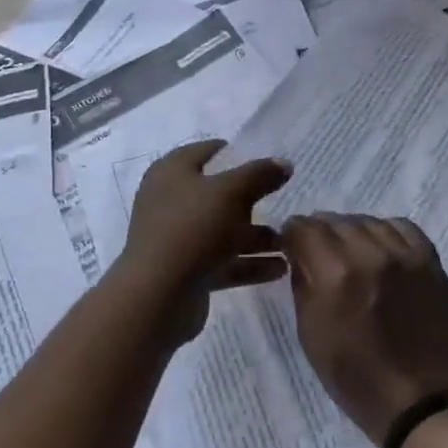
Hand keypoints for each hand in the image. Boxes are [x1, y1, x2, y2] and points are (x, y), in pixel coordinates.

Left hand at [116, 140, 291, 341]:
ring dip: (256, 237)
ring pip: (223, 230)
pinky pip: (223, 261)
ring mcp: (177, 237)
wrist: (157, 296)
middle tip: (285, 202)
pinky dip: (249, 263)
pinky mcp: (186, 270)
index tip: (269, 163)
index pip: (208, 151)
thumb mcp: (230, 192)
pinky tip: (279, 269)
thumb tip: (283, 163)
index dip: (238, 153)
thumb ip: (259, 174)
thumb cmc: (192, 229)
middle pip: (218, 193)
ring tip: (290, 244)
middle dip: (253, 200)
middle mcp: (171, 201)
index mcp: (172, 172)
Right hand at [281, 214, 447, 445]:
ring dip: (352, 232)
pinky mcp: (430, 260)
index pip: (304, 227)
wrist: (424, 400)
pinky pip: (401, 227)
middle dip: (320, 234)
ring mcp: (404, 254)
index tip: (292, 247)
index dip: (292, 235)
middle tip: (320, 256)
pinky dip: (385, 233)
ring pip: (367, 221)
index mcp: (335, 274)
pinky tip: (381, 252)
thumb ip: (303, 285)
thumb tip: (300, 256)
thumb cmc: (357, 378)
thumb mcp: (311, 335)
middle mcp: (369, 253)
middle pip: (334, 220)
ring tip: (352, 255)